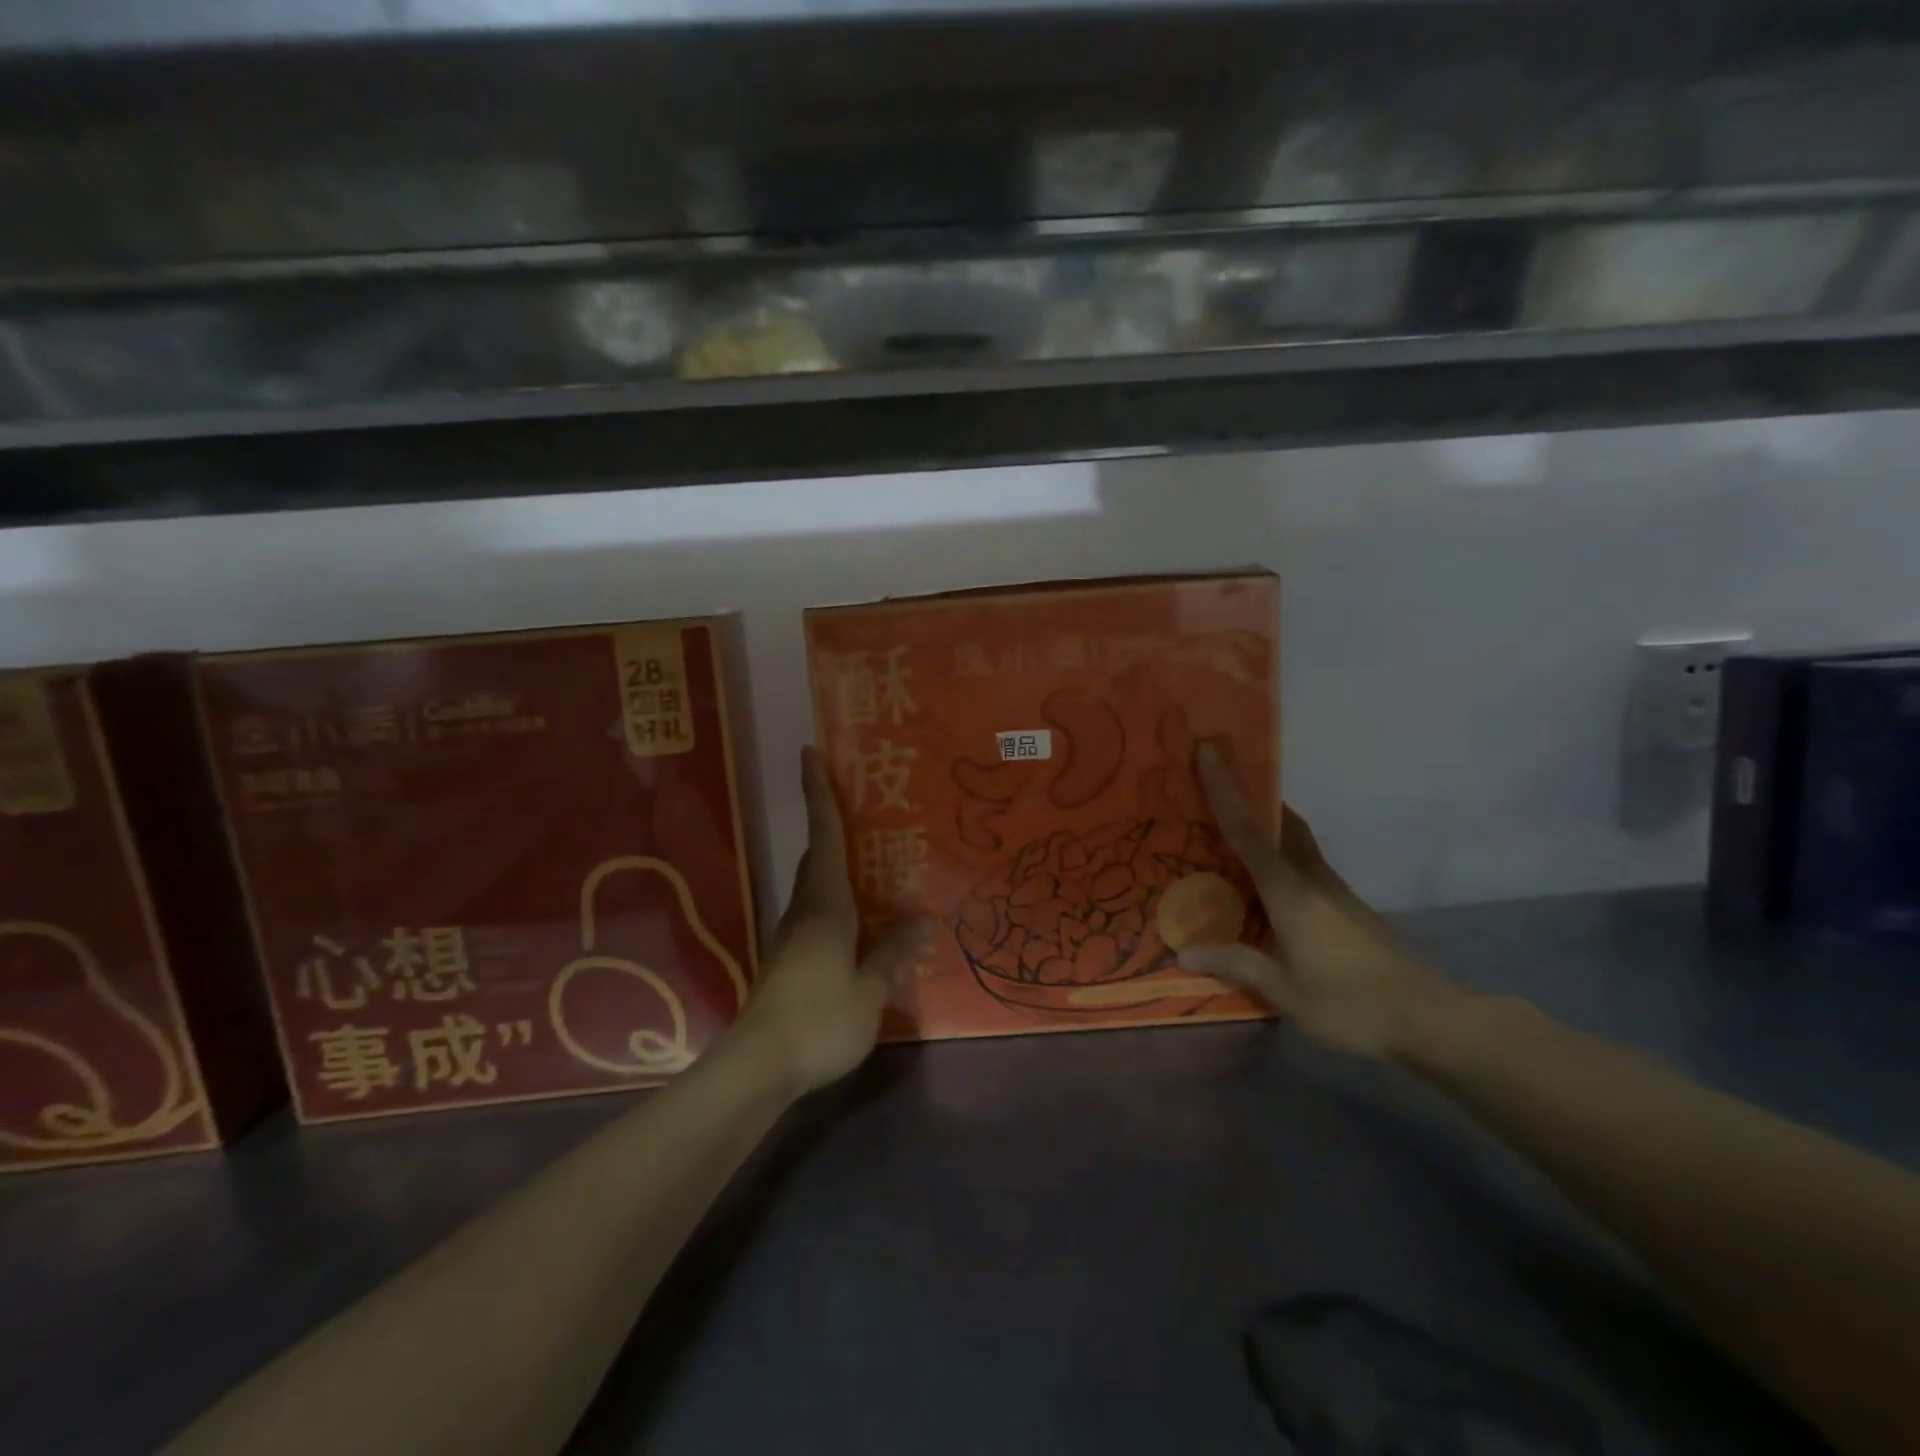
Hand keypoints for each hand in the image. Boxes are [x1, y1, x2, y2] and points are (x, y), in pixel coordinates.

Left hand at [734, 746, 930, 1095]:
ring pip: (816, 883)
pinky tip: (859, 917)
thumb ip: (893, 953)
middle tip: (856, 800)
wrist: (760, 1065)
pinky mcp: (790, 958)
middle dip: (829, 821)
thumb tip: (921, 923)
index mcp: (826, 904)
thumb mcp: (869, 989)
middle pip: (817, 854)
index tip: (808, 753)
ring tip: (869, 856)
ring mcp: (793, 934)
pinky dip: (837, 898)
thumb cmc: (819, 1018)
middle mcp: (806, 909)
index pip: (824, 835)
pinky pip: (818, 911)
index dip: (818, 792)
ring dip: (834, 861)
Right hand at [1178, 743, 1456, 1061]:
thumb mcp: (1286, 992)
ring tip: (1227, 832)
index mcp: (1290, 891)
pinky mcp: (1346, 907)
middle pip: (1279, 822)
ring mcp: (1334, 890)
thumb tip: (1184, 953)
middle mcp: (1312, 879)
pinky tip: (1263, 885)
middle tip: (1213, 783)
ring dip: (1264, 824)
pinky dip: (1277, 855)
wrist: (1431, 1018)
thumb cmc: (1352, 1003)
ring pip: (1294, 841)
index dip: (1226, 789)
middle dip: (1249, 795)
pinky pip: (1303, 864)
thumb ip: (1236, 965)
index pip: (1249, 830)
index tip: (1208, 750)